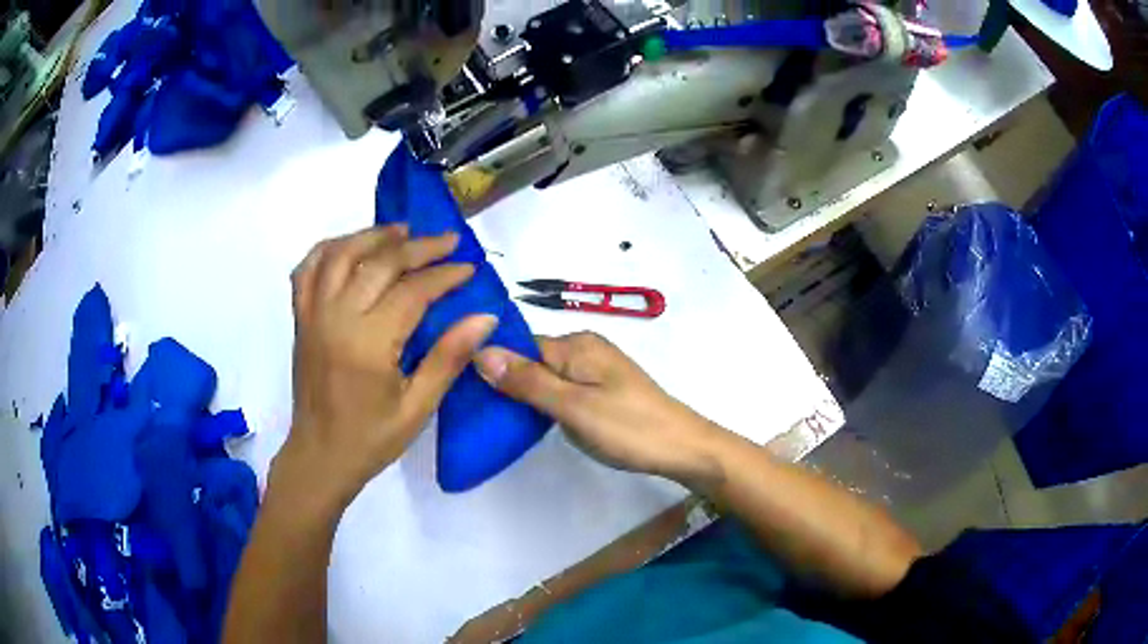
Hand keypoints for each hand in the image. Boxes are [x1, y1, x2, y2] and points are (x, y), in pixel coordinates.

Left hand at [274, 225, 497, 512]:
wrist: (319, 456)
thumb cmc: (371, 439)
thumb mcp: (417, 408)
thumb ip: (449, 358)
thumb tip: (485, 317)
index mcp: (367, 343)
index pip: (412, 290)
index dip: (444, 274)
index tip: (470, 266)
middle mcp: (336, 317)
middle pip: (379, 262)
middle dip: (418, 247)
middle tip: (448, 241)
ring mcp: (313, 314)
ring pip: (340, 253)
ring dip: (373, 235)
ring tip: (402, 231)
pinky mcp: (301, 318)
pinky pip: (308, 268)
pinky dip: (329, 248)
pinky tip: (350, 246)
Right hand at [474, 333, 728, 486]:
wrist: (683, 448)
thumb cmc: (629, 428)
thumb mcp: (572, 407)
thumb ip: (527, 381)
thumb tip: (480, 351)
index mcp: (576, 344)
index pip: (519, 346)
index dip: (493, 367)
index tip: (465, 392)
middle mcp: (584, 348)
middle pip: (531, 359)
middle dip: (507, 382)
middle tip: (477, 413)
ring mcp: (595, 369)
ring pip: (546, 376)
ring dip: (525, 395)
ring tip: (497, 420)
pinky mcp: (602, 388)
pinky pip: (562, 388)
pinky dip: (546, 402)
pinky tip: (532, 421)